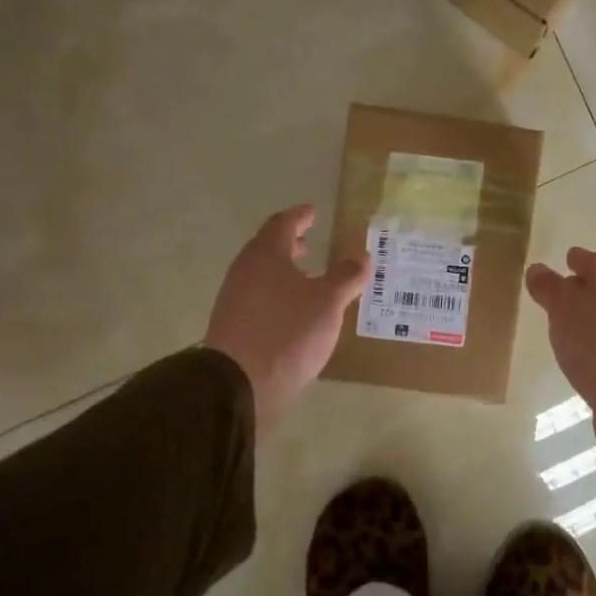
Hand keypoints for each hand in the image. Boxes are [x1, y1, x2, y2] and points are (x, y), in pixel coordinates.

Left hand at [205, 207, 367, 431]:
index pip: (282, 224)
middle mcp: (245, 271)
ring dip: (284, 272)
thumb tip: (361, 257)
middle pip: (268, 249)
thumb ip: (346, 277)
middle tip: (309, 243)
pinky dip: (278, 296)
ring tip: (307, 280)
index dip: (299, 217)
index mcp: (266, 255)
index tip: (312, 212)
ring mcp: (234, 300)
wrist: (239, 383)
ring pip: (262, 275)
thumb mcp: (328, 302)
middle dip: (290, 245)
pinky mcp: (233, 327)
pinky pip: (259, 299)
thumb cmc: (288, 331)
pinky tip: (294, 313)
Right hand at [525, 248, 595, 467]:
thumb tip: (537, 269)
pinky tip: (577, 354)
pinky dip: (591, 344)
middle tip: (561, 289)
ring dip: (587, 318)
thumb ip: (550, 288)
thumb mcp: (565, 308)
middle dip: (585, 287)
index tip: (568, 256)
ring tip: (563, 323)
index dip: (582, 258)